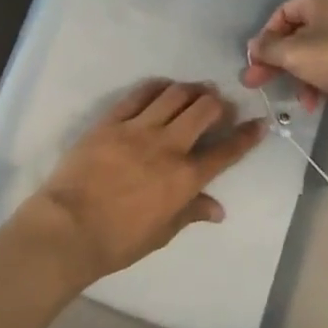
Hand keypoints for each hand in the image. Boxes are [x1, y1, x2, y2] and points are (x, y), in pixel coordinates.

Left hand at [16, 80, 262, 284]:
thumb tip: (218, 209)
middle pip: (204, 110)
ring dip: (191, 89)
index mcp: (185, 178)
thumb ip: (191, 213)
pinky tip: (163, 87)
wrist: (68, 228)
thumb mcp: (162, 234)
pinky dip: (157, 87)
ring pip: (175, 95)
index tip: (259, 123)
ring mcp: (139, 129)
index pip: (226, 151)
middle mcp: (168, 146)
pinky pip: (139, 94)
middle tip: (220, 105)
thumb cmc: (118, 240)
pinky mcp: (112, 120)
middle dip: (218, 103)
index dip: (247, 136)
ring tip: (196, 90)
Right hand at [241, 0, 327, 113]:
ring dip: (299, 75)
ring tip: (296, 99)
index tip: (255, 63)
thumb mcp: (296, 53)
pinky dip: (319, 80)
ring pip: (314, 52)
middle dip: (278, 62)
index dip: (265, 38)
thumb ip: (269, 50)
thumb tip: (253, 47)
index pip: (281, 13)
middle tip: (258, 83)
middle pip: (296, 34)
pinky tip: (314, 102)